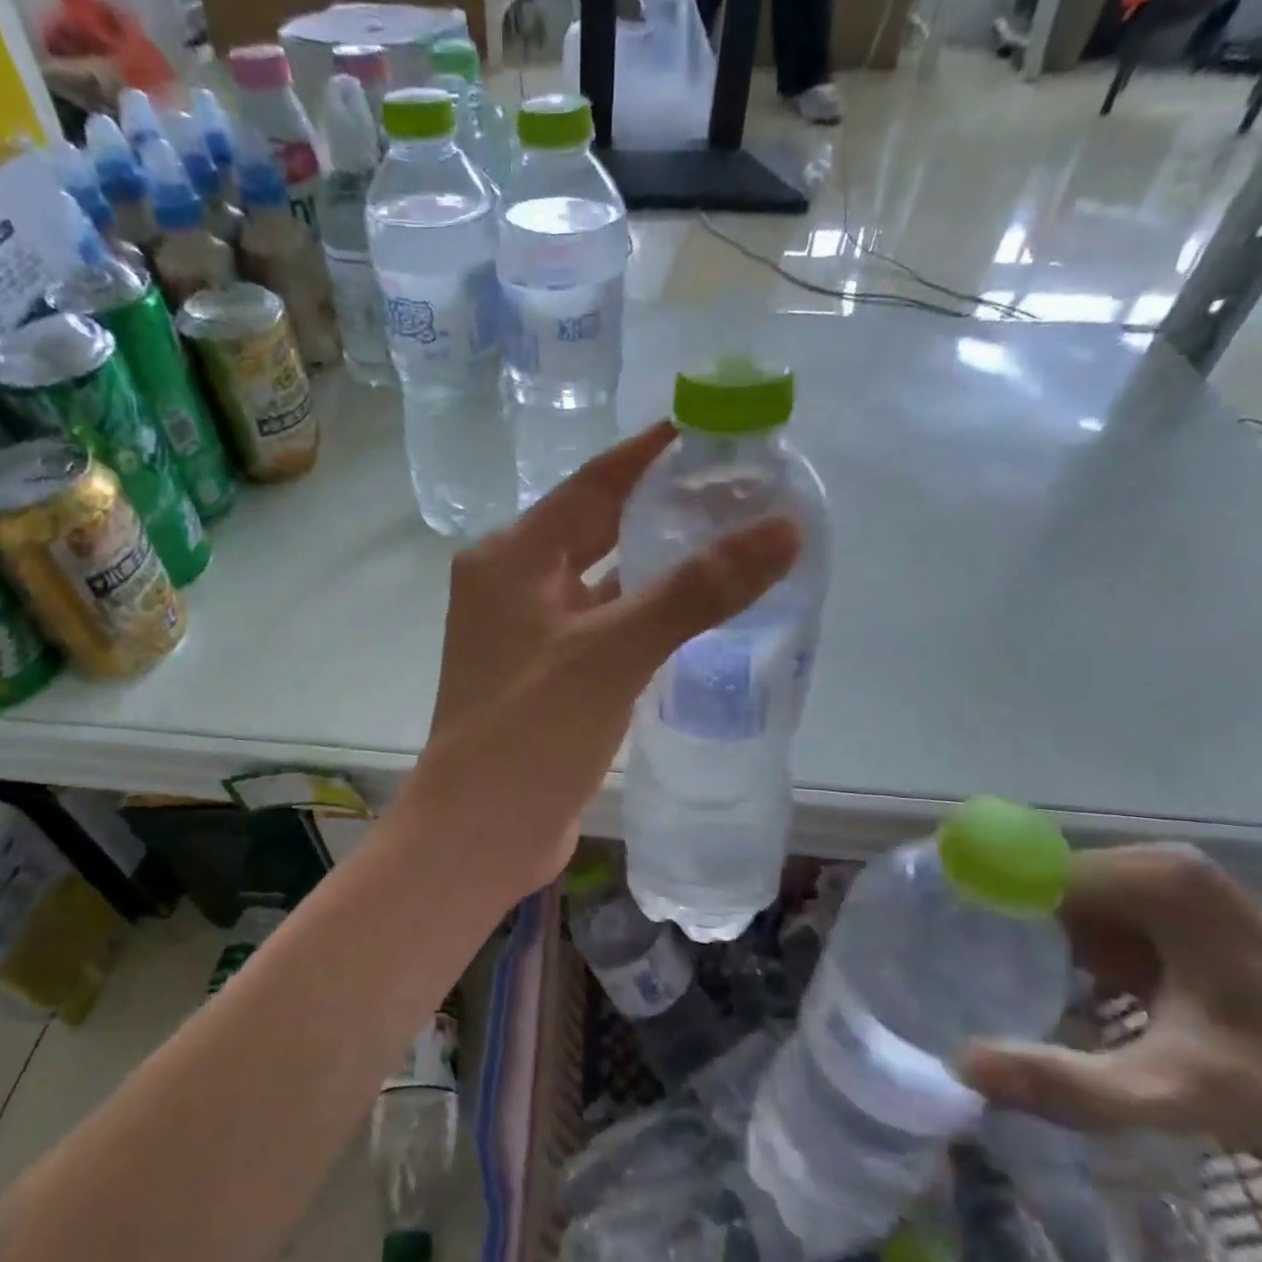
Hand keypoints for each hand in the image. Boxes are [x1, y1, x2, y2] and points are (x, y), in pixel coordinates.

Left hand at [400, 423, 800, 903]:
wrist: (480, 834)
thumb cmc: (531, 731)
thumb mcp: (613, 652)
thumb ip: (696, 590)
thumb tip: (782, 528)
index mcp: (510, 557)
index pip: (592, 484)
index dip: (649, 453)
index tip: (708, 428)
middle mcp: (513, 583)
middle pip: (597, 527)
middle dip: (660, 506)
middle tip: (734, 486)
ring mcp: (529, 632)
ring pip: (605, 580)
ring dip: (658, 563)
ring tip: (731, 538)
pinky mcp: (550, 674)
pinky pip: (606, 625)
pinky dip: (647, 614)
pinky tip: (698, 609)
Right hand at [961, 846, 1261, 1195]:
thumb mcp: (1184, 1095)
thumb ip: (1072, 1082)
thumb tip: (959, 1064)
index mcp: (1155, 880)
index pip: (1027, 870)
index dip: (970, 896)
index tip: (916, 926)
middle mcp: (1159, 868)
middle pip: (1041, 886)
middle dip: (993, 925)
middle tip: (941, 968)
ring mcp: (1172, 893)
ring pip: (1063, 907)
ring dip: (1023, 942)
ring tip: (972, 979)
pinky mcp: (1179, 923)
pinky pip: (1093, 926)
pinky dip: (1061, 957)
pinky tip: (1042, 994)